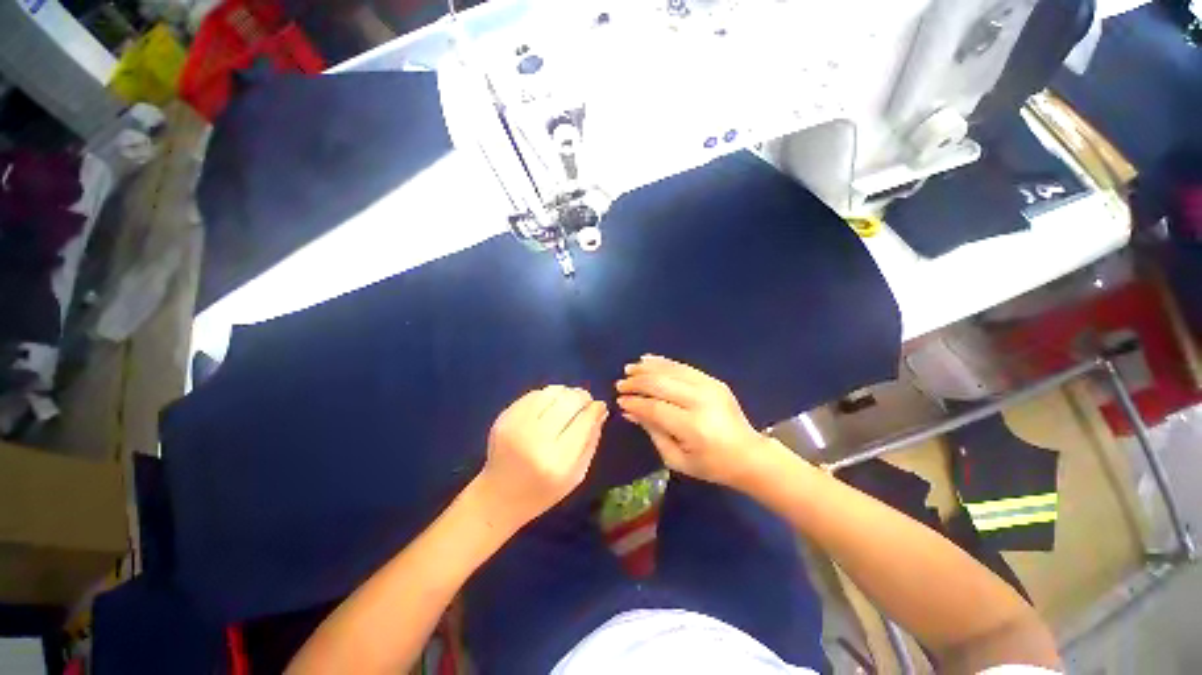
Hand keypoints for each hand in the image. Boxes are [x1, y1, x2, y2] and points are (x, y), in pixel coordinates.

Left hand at [475, 386, 608, 529]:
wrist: (498, 496)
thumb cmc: (543, 491)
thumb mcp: (576, 475)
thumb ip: (591, 440)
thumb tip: (600, 410)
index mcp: (557, 461)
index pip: (583, 421)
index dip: (595, 409)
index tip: (600, 406)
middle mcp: (536, 439)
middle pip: (568, 401)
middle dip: (582, 397)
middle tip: (586, 402)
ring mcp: (517, 425)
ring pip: (551, 392)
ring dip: (565, 393)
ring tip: (569, 402)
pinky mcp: (505, 417)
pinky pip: (534, 394)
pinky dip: (547, 395)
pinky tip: (550, 405)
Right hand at [616, 355, 783, 490]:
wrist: (749, 454)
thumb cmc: (711, 464)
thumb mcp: (677, 459)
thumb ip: (652, 432)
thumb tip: (629, 411)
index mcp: (693, 427)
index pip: (655, 408)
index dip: (635, 403)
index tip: (620, 401)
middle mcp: (701, 402)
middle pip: (661, 384)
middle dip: (637, 383)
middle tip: (620, 384)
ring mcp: (709, 387)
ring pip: (671, 371)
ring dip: (647, 368)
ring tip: (630, 369)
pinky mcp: (713, 380)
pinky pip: (683, 366)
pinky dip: (663, 362)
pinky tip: (648, 360)